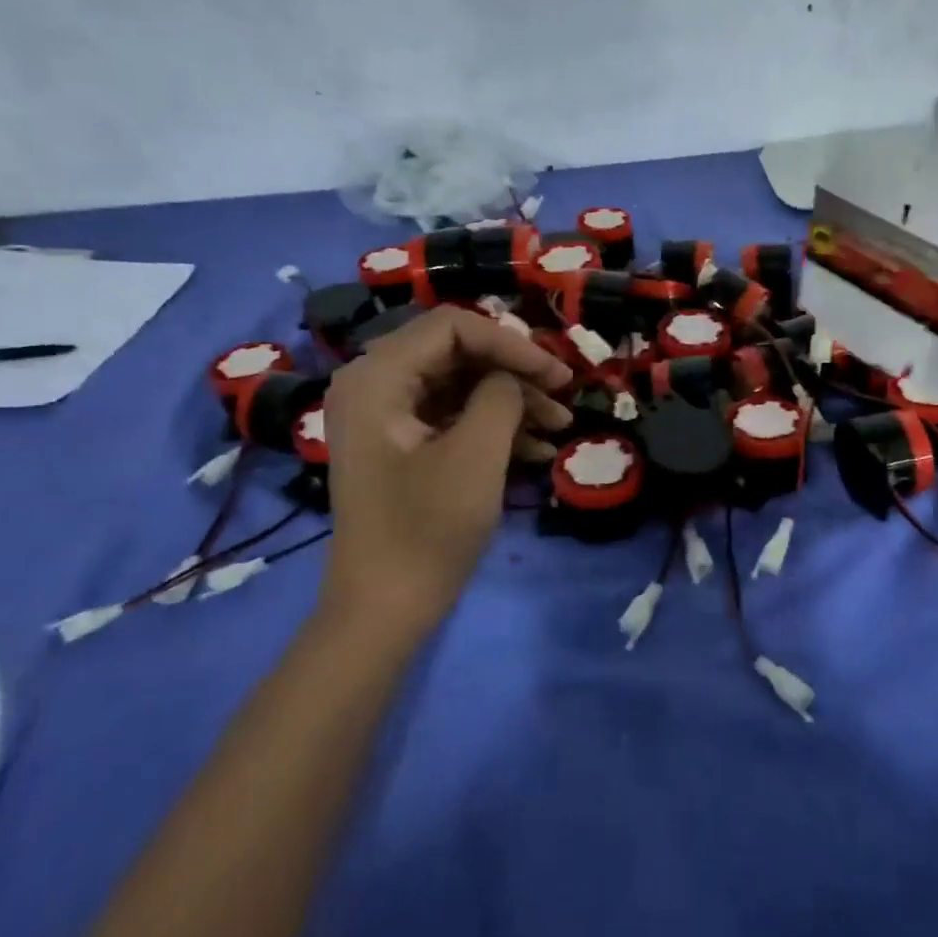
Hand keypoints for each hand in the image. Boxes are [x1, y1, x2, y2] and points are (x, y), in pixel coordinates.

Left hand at [319, 306, 572, 636]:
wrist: (384, 610)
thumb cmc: (426, 530)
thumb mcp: (476, 455)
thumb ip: (501, 395)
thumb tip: (514, 376)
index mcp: (377, 377)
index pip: (454, 326)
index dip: (512, 343)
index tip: (557, 374)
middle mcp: (374, 383)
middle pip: (457, 351)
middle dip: (515, 370)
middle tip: (563, 395)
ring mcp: (385, 415)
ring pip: (460, 383)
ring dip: (512, 399)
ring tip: (560, 426)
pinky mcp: (400, 443)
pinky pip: (452, 414)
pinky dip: (494, 425)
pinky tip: (537, 449)